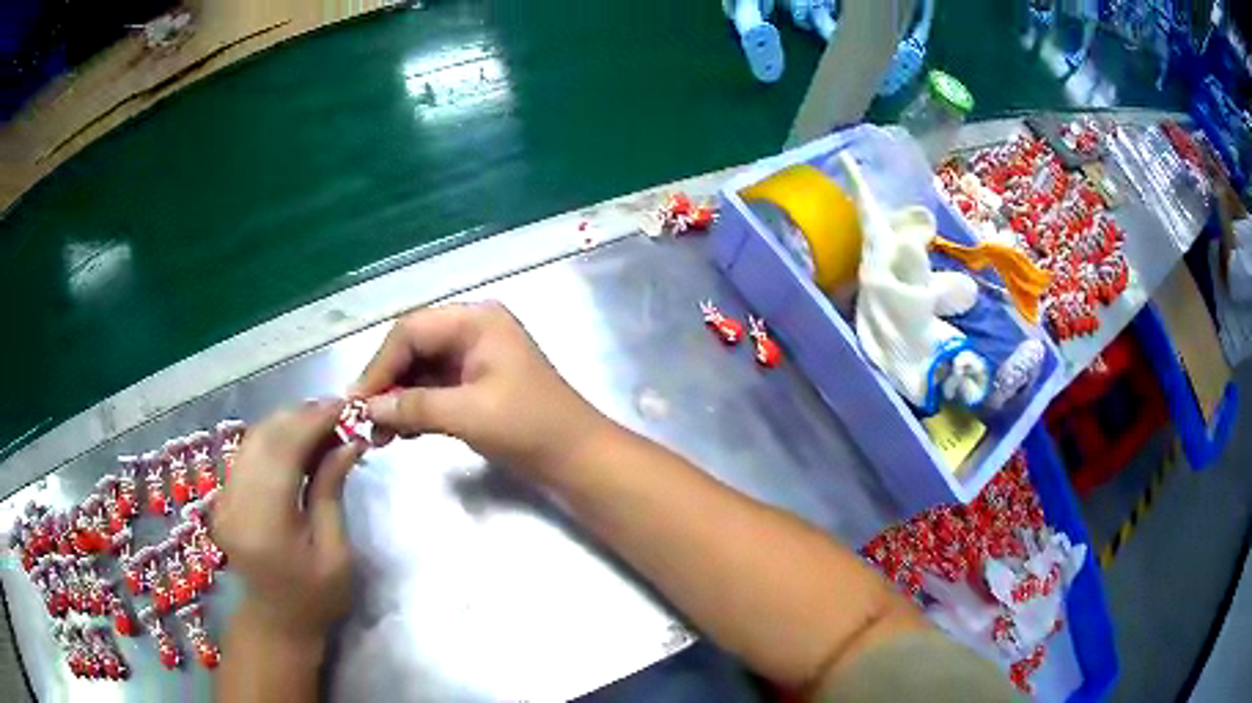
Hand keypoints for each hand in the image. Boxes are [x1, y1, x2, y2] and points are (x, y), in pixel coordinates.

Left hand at [210, 401, 363, 644]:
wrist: (277, 621)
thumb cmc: (316, 598)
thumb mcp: (335, 552)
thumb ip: (331, 491)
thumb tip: (348, 440)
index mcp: (263, 524)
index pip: (282, 451)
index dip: (312, 421)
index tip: (346, 407)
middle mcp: (234, 503)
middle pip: (263, 437)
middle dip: (302, 416)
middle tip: (339, 414)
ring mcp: (224, 498)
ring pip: (253, 438)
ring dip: (288, 423)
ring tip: (323, 426)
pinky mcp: (224, 495)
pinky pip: (249, 452)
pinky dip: (275, 438)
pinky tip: (299, 443)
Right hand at [352, 302, 611, 481]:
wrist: (576, 457)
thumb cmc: (529, 427)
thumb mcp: (467, 414)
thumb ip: (414, 406)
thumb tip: (368, 409)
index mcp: (476, 321)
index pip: (411, 331)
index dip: (379, 365)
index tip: (357, 401)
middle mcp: (473, 330)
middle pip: (412, 348)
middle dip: (387, 384)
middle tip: (364, 420)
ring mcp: (474, 357)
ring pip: (420, 370)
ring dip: (398, 400)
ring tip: (380, 436)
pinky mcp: (475, 384)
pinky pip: (433, 389)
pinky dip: (415, 409)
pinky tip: (402, 433)